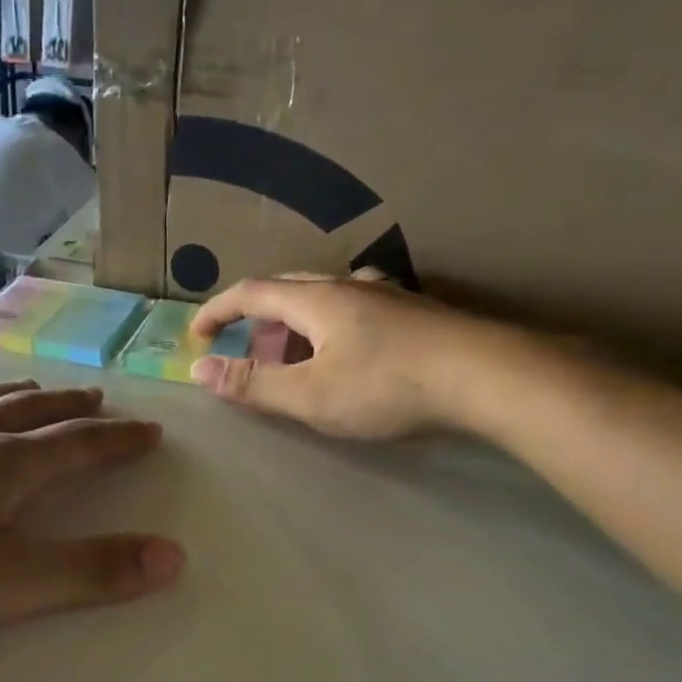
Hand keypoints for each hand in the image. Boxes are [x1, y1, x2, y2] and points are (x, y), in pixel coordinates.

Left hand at [0, 381, 182, 652]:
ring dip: (16, 395)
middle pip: (30, 414)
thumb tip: (174, 556)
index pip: (77, 445)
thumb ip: (90, 572)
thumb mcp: (5, 586)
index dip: (117, 440)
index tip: (150, 430)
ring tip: (37, 390)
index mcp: (2, 467)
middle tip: (100, 398)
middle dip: (72, 408)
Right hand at [188, 273, 533, 439]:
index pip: (251, 292)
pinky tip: (350, 350)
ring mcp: (386, 296)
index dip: (218, 310)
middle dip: (258, 314)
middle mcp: (348, 286)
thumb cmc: (386, 386)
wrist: (484, 376)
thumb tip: (199, 372)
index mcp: (315, 299)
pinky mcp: (414, 314)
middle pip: (289, 287)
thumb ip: (253, 384)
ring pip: (326, 296)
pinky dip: (332, 326)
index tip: (197, 335)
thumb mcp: (309, 395)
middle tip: (248, 345)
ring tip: (296, 353)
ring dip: (298, 320)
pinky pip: (356, 309)